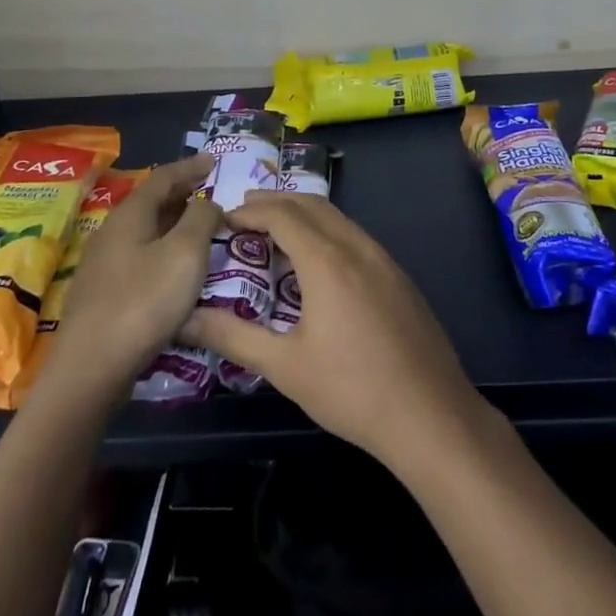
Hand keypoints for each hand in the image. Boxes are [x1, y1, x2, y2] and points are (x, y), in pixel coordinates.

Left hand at [54, 156, 219, 391]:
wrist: (92, 367)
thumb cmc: (144, 302)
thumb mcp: (185, 253)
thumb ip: (201, 219)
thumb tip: (207, 203)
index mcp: (130, 215)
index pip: (163, 177)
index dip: (190, 167)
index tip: (213, 161)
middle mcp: (112, 232)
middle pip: (150, 202)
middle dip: (182, 193)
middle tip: (210, 192)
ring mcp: (104, 264)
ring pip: (145, 230)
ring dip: (173, 223)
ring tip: (199, 228)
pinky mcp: (103, 293)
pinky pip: (140, 256)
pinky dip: (164, 249)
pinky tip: (176, 268)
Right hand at [182, 192, 487, 470]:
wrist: (431, 414)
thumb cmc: (352, 390)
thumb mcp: (285, 366)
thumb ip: (233, 337)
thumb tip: (185, 319)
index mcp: (328, 261)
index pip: (283, 215)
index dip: (251, 211)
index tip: (225, 218)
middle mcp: (358, 248)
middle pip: (313, 205)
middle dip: (277, 201)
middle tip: (245, 211)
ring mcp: (385, 261)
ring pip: (339, 219)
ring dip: (305, 215)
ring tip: (276, 231)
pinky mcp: (400, 278)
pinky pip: (357, 238)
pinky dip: (329, 232)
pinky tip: (320, 262)